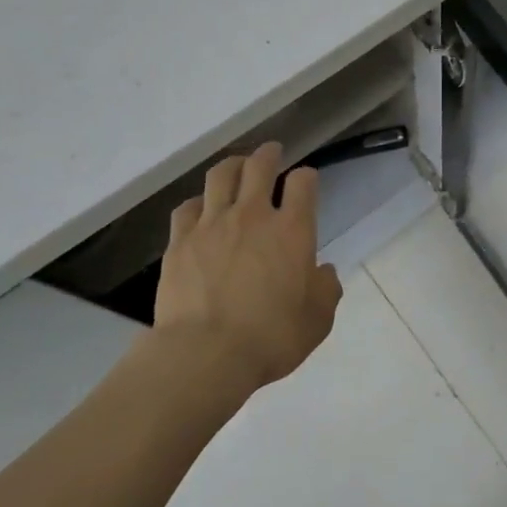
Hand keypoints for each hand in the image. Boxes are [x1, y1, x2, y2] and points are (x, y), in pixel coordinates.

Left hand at [152, 142, 341, 394]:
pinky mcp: (180, 242)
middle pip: (259, 166)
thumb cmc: (271, 337)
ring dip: (232, 165)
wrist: (205, 355)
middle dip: (269, 154)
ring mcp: (212, 225)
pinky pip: (187, 208)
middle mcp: (253, 216)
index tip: (306, 181)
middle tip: (272, 151)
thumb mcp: (317, 320)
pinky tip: (200, 208)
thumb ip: (326, 289)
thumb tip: (323, 272)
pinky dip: (198, 202)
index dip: (307, 177)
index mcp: (292, 230)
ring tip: (236, 165)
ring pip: (220, 176)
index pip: (303, 182)